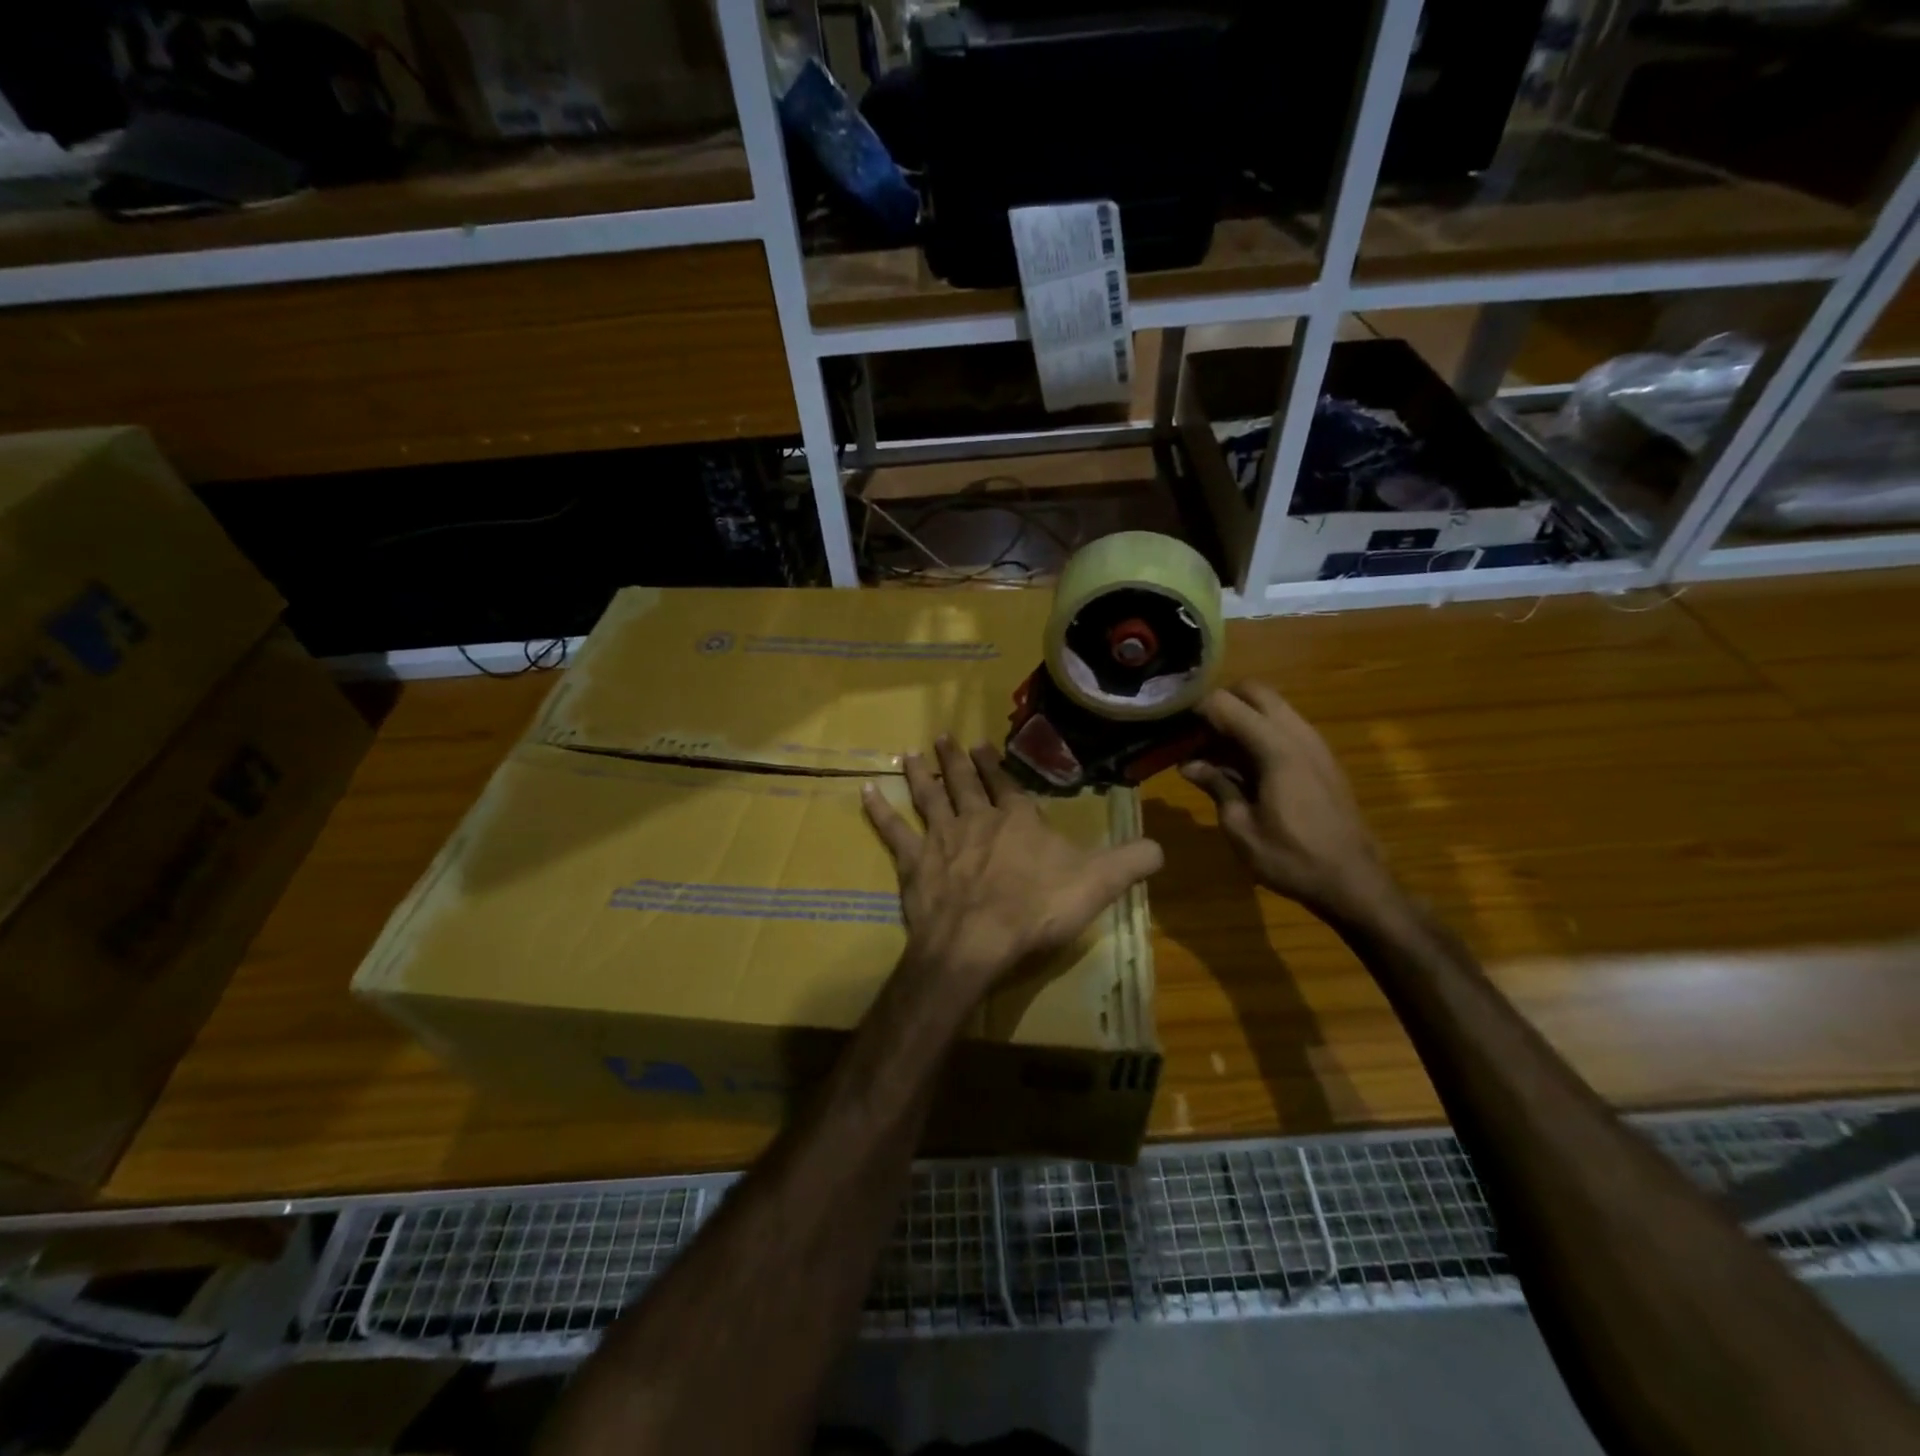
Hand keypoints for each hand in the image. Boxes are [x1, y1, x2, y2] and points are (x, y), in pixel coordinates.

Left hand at [862, 736, 1162, 995]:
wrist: (976, 942)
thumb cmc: (1036, 911)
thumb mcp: (1097, 886)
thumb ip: (1131, 863)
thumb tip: (1162, 848)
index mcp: (1018, 821)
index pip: (1008, 785)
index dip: (997, 766)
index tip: (983, 745)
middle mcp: (977, 819)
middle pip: (965, 782)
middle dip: (956, 759)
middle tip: (944, 737)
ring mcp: (941, 838)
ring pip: (930, 796)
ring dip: (922, 773)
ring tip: (913, 752)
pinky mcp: (914, 863)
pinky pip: (893, 831)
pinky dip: (879, 810)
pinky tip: (865, 791)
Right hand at [1181, 680, 1397, 922]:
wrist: (1355, 882)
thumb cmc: (1291, 858)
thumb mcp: (1241, 827)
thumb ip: (1216, 786)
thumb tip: (1188, 765)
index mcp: (1276, 748)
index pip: (1226, 704)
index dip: (1195, 709)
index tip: (1172, 727)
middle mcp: (1298, 734)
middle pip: (1254, 691)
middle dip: (1221, 702)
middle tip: (1195, 733)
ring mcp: (1315, 744)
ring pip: (1273, 706)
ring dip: (1242, 716)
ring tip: (1213, 750)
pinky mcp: (1322, 758)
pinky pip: (1285, 726)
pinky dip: (1260, 732)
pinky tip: (1241, 764)